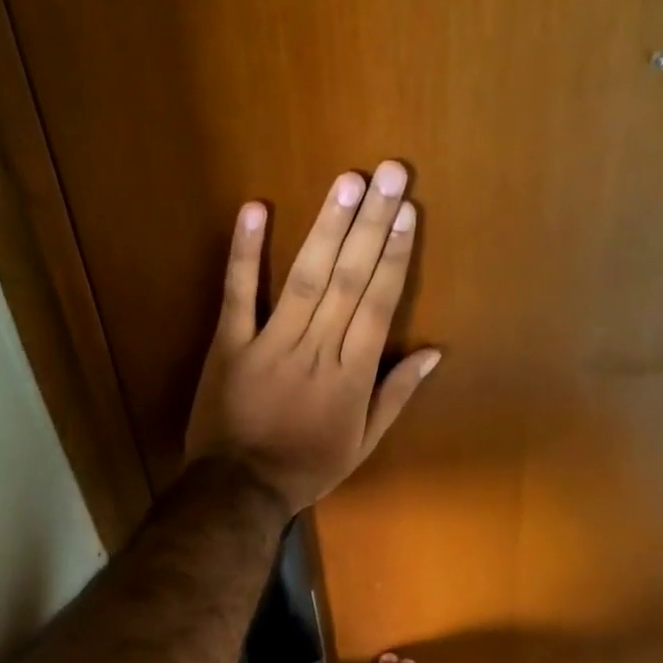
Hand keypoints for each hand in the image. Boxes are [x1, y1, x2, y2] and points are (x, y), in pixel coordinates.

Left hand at [185, 161, 440, 514]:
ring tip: (347, 182)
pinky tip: (256, 209)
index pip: (379, 305)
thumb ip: (395, 395)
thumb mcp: (363, 443)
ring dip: (327, 228)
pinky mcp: (228, 344)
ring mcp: (270, 343)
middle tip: (390, 174)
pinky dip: (245, 253)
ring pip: (305, 279)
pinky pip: (238, 295)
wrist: (239, 488)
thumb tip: (434, 353)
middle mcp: (317, 350)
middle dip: (371, 224)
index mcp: (351, 375)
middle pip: (349, 280)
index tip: (408, 212)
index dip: (395, 256)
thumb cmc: (307, 467)